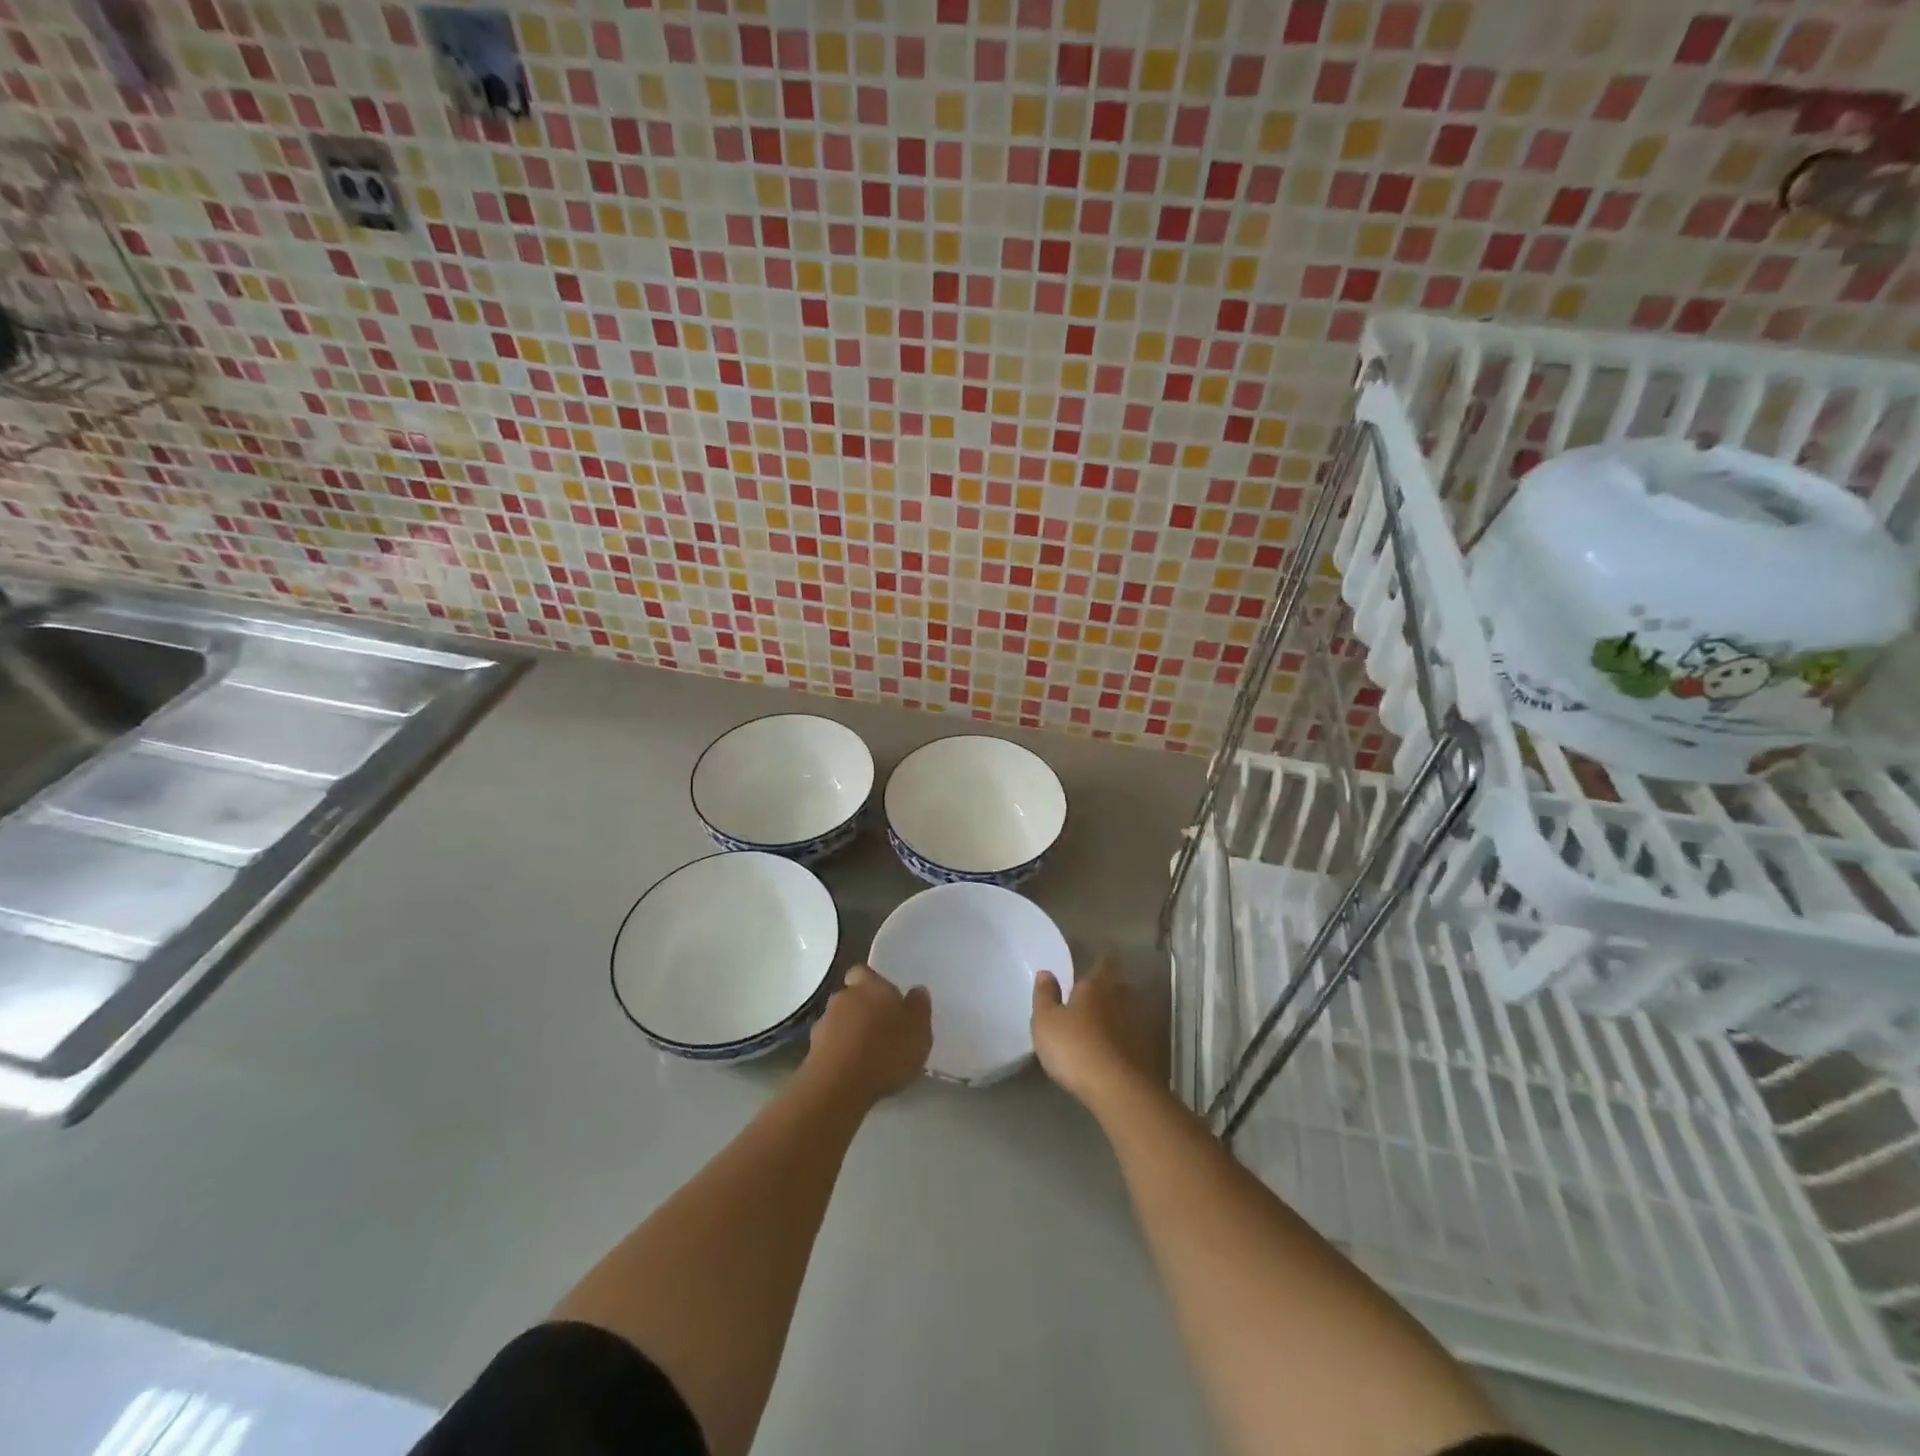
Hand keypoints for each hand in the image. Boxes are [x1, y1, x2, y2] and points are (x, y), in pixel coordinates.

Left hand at [803, 964, 931, 1104]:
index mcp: (870, 986)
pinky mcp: (812, 1051)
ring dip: (850, 1032)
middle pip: (851, 996)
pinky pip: (830, 1045)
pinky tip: (853, 1070)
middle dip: (862, 1009)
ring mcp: (824, 1024)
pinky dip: (840, 1053)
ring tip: (867, 1054)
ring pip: (839, 1021)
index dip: (872, 983)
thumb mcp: (919, 1030)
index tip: (885, 999)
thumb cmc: (886, 1051)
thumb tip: (917, 990)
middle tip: (880, 1029)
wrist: (838, 1086)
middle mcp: (844, 997)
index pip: (864, 972)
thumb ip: (919, 1007)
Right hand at [1031, 954, 1152, 1107]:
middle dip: (1109, 988)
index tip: (1098, 961)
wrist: (1116, 1088)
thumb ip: (1045, 996)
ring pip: (1126, 1012)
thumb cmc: (1074, 1046)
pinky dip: (1121, 1039)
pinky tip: (1110, 1049)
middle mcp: (1119, 1001)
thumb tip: (1046, 972)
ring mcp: (1135, 1027)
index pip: (1104, 964)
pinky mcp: (1142, 1053)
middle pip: (1118, 987)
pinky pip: (1130, 1038)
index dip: (1102, 962)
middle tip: (1094, 993)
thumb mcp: (1046, 1021)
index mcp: (1095, 987)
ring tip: (1100, 1022)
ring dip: (1116, 1015)